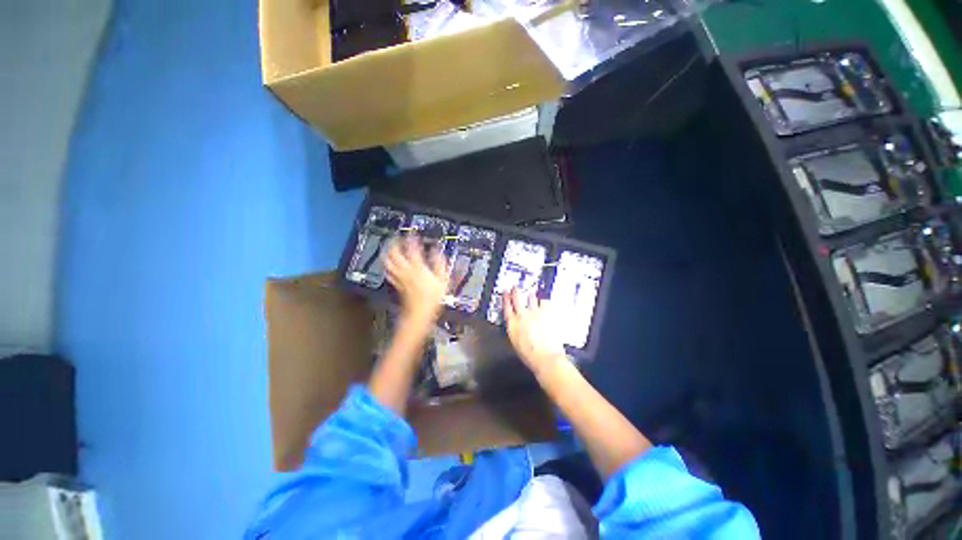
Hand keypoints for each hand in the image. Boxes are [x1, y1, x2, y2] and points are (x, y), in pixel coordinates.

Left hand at [385, 235, 448, 326]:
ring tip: (389, 247)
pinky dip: (388, 265)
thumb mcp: (443, 280)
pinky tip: (389, 264)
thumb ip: (440, 263)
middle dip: (394, 243)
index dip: (411, 239)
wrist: (419, 313)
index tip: (411, 232)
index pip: (412, 249)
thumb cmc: (432, 298)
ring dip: (387, 253)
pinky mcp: (397, 284)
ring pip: (388, 262)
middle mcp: (406, 271)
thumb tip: (437, 251)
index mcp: (418, 268)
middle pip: (394, 254)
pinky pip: (389, 272)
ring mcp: (400, 278)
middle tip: (396, 237)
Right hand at [504, 288, 565, 377]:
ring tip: (531, 293)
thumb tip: (517, 324)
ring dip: (530, 296)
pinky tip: (544, 301)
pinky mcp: (547, 313)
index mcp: (512, 324)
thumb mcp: (516, 343)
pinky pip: (544, 302)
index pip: (506, 307)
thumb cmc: (530, 356)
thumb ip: (516, 330)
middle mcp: (522, 316)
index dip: (505, 298)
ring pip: (531, 298)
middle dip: (515, 292)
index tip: (505, 292)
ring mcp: (535, 313)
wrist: (546, 358)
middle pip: (517, 299)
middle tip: (515, 287)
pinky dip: (543, 301)